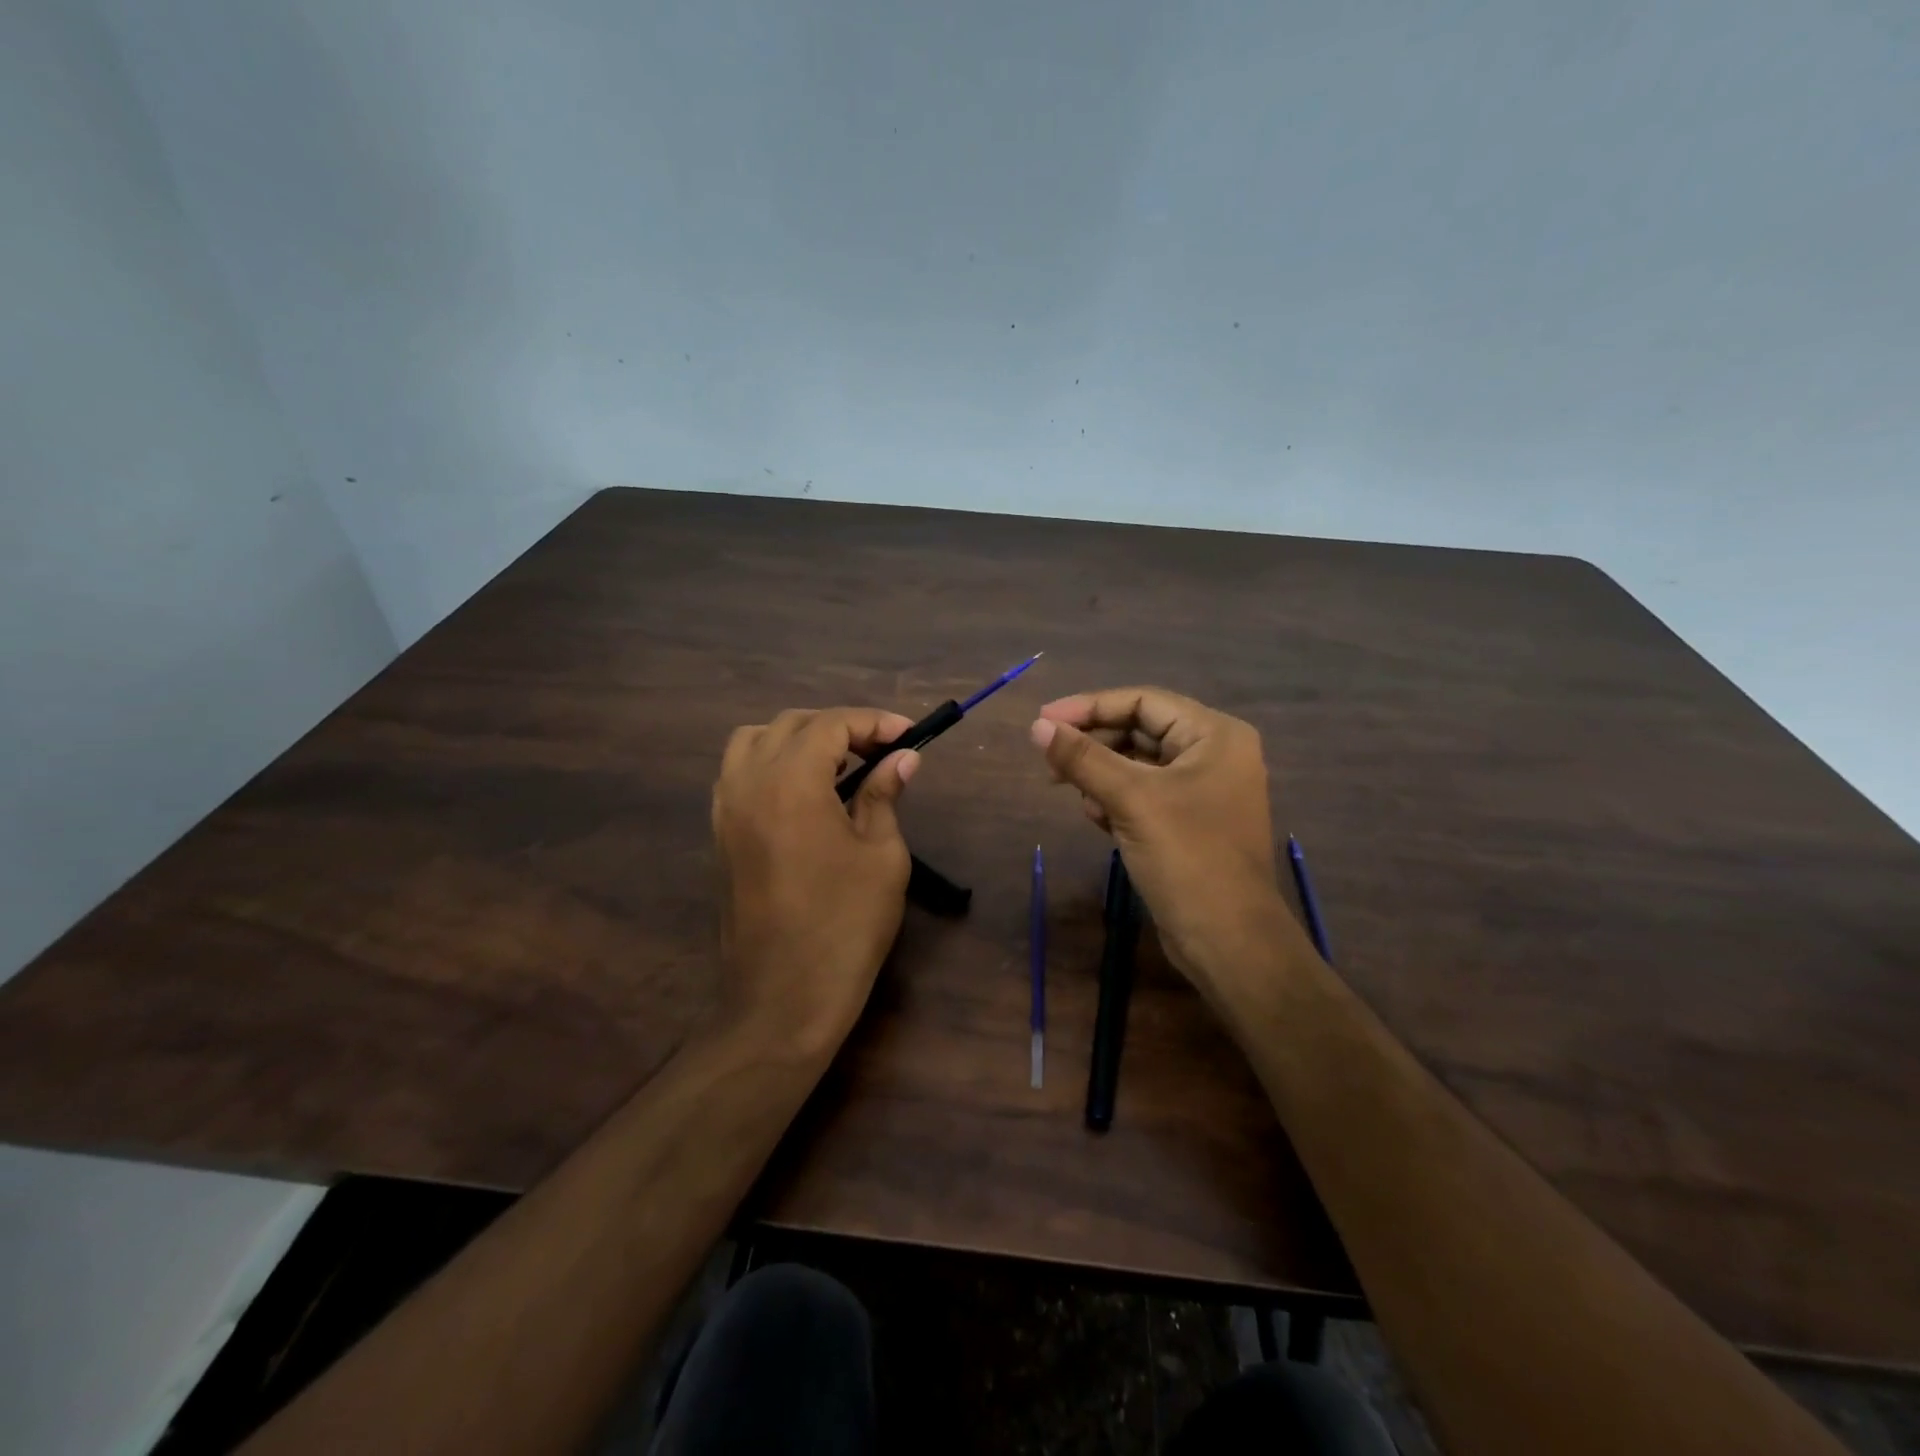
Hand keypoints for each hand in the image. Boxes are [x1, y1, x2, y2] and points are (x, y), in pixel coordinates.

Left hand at [712, 707, 918, 1052]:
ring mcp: (725, 809)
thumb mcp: (881, 856)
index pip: (831, 725)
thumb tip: (902, 758)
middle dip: (840, 727)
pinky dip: (771, 764)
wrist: (782, 999)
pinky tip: (804, 792)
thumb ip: (884, 795)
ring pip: (754, 741)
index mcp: (790, 783)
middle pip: (791, 725)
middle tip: (881, 750)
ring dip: (798, 739)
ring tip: (838, 764)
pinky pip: (738, 774)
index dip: (873, 722)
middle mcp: (748, 783)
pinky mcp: (719, 835)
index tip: (909, 735)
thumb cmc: (845, 926)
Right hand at [1030, 687, 1305, 1001]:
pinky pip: (1144, 794)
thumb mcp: (1130, 800)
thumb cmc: (1187, 858)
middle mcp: (1214, 754)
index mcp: (1214, 735)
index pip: (1142, 701)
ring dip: (1102, 775)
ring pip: (1138, 764)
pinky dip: (1116, 799)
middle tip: (1050, 762)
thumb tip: (1037, 726)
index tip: (1043, 721)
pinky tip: (1097, 817)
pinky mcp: (1190, 821)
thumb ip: (1082, 758)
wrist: (1228, 942)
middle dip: (1094, 745)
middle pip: (1140, 730)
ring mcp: (1203, 790)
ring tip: (1075, 794)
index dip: (1089, 707)